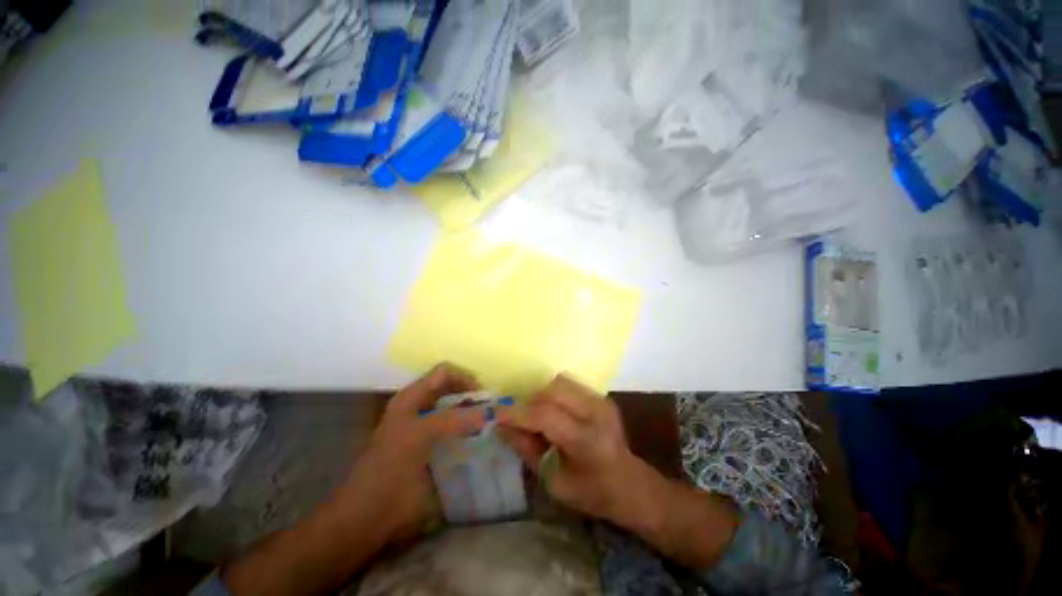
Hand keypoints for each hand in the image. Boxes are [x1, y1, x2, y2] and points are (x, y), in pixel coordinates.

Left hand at [334, 363, 489, 544]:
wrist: (368, 518)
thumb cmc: (388, 473)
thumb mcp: (417, 437)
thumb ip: (452, 420)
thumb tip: (489, 411)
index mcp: (413, 398)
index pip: (445, 373)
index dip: (465, 378)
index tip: (486, 395)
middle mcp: (421, 408)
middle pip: (454, 390)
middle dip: (474, 396)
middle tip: (494, 411)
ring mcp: (428, 429)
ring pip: (458, 410)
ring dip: (474, 414)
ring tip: (492, 425)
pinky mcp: (434, 449)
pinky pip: (458, 431)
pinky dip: (470, 431)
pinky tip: (481, 441)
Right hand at [497, 375, 656, 526]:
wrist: (630, 482)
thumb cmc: (591, 492)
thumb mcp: (553, 482)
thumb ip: (527, 449)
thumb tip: (501, 426)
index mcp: (587, 441)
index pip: (546, 416)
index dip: (518, 414)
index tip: (497, 415)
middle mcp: (596, 413)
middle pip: (552, 391)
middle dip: (530, 403)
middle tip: (522, 422)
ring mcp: (601, 400)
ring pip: (559, 382)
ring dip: (542, 396)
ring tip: (540, 417)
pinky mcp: (601, 395)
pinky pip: (568, 385)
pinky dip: (554, 395)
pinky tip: (555, 413)